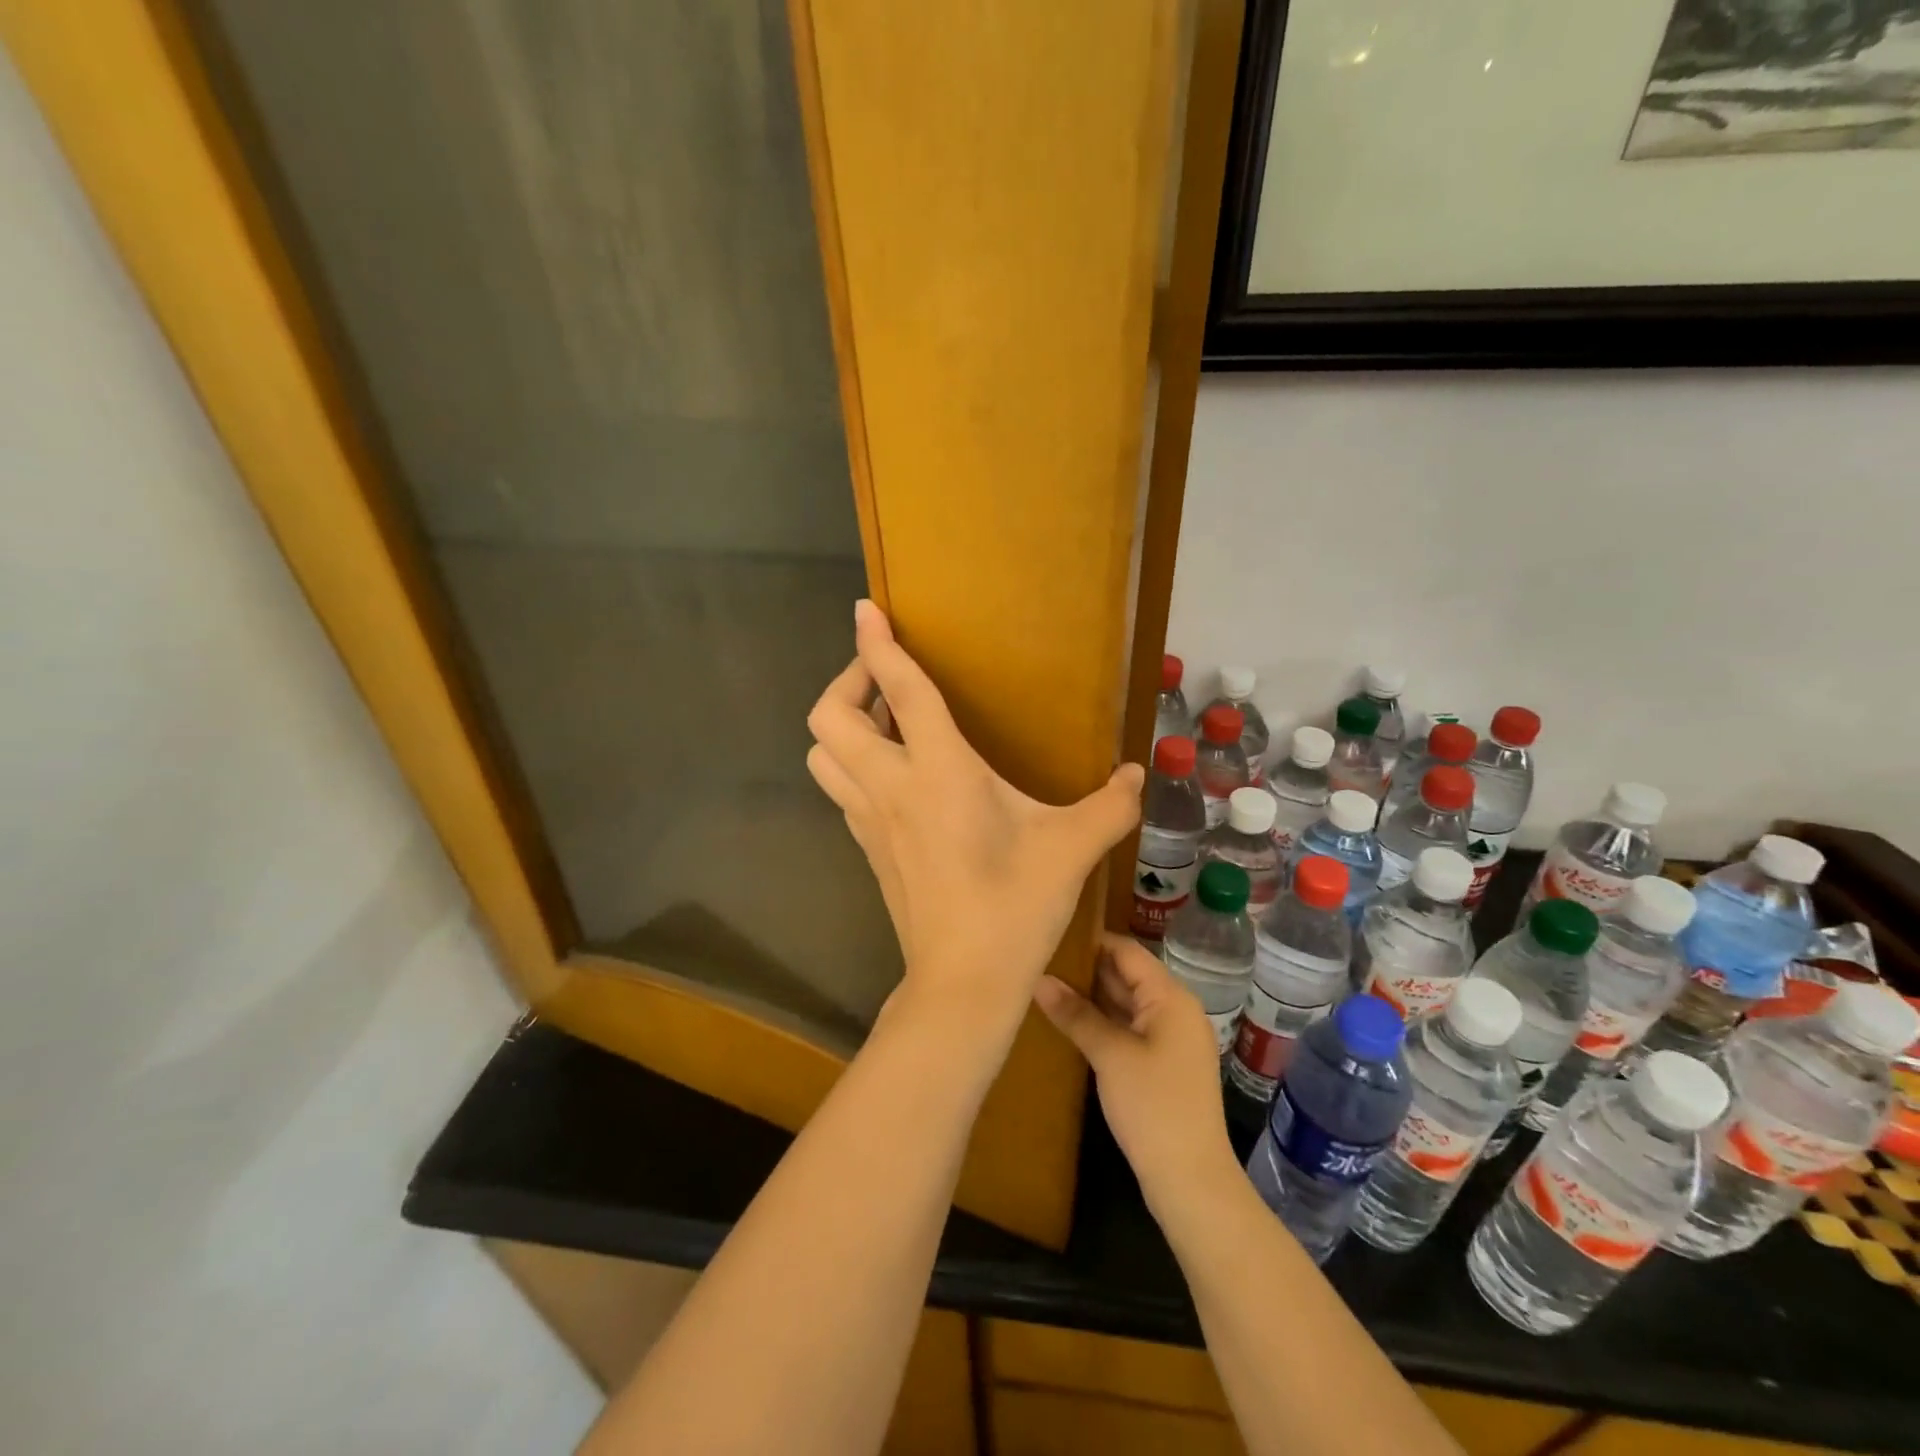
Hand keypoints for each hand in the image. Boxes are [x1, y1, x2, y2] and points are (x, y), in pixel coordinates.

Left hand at [806, 601, 1144, 1036]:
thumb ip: (1110, 805)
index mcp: (939, 772)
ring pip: (822, 754)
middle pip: (829, 716)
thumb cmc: (1015, 907)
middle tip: (886, 679)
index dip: (877, 643)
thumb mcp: (1072, 848)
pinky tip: (894, 774)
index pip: (899, 690)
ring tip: (884, 722)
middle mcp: (891, 786)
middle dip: (847, 681)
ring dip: (842, 725)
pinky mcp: (866, 847)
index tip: (866, 609)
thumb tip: (1137, 775)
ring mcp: (869, 820)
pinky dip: (852, 764)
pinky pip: (840, 789)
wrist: (963, 982)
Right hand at [1034, 934, 1240, 1214]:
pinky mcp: (1162, 1063)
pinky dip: (1102, 1020)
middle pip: (1127, 974)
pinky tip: (1070, 1021)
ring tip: (1046, 985)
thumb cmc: (1153, 1106)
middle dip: (1086, 968)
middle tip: (1040, 960)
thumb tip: (1039, 979)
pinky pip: (1128, 1026)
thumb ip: (1075, 1013)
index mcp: (1171, 997)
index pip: (1127, 951)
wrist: (1190, 1179)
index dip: (1091, 941)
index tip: (1052, 936)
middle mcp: (1175, 1009)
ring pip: (1126, 1002)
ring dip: (1092, 995)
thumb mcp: (1110, 1055)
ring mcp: (1170, 1038)